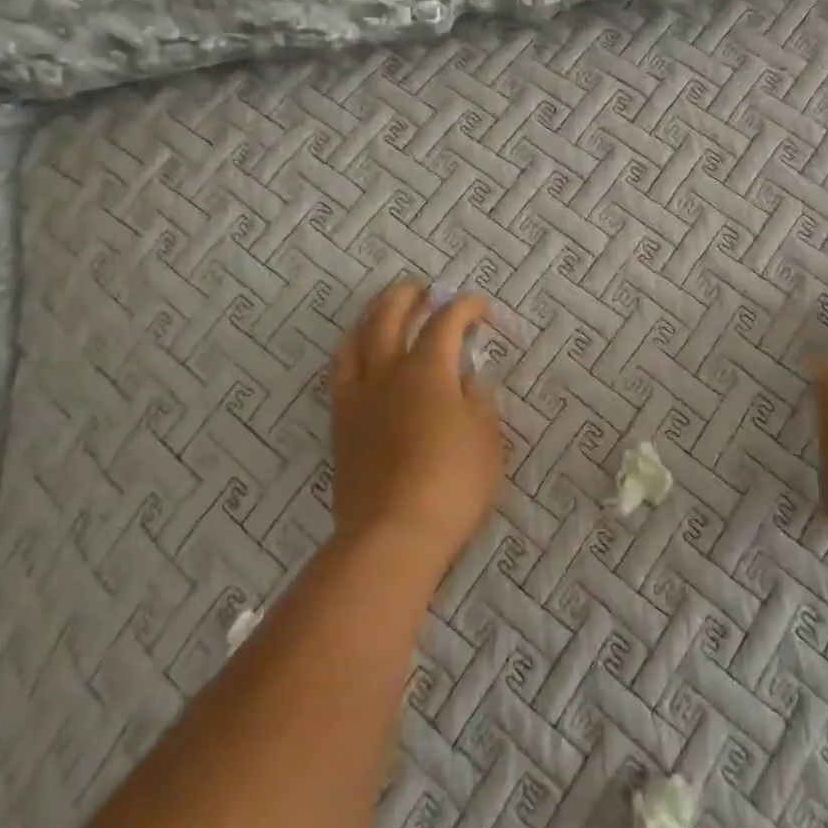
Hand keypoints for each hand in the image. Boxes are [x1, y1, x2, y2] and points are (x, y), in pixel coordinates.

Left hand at [327, 280, 503, 572]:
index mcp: (427, 370)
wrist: (392, 536)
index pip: (445, 321)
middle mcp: (387, 373)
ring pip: (355, 340)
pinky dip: (353, 353)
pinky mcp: (340, 426)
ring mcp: (358, 398)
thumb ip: (479, 401)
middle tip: (422, 291)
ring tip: (383, 313)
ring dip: (371, 317)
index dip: (463, 306)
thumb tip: (468, 381)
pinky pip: (340, 375)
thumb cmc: (452, 484)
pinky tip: (362, 360)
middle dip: (407, 296)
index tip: (478, 306)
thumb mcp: (487, 439)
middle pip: (389, 316)